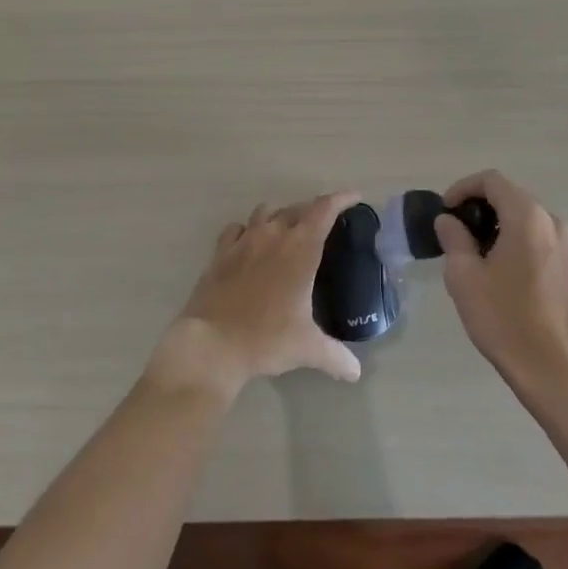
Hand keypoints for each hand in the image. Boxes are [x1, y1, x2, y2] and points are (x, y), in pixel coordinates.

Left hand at [151, 192, 364, 400]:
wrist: (212, 345)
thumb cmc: (266, 339)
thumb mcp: (306, 348)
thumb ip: (335, 356)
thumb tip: (355, 372)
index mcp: (300, 249)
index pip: (324, 210)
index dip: (341, 199)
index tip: (354, 197)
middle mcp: (273, 235)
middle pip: (297, 208)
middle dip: (313, 210)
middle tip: (323, 223)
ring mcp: (244, 240)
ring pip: (266, 211)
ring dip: (280, 215)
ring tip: (287, 230)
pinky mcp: (220, 252)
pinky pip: (237, 228)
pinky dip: (247, 230)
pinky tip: (250, 244)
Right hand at [436, 170, 567, 400]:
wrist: (553, 369)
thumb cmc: (505, 319)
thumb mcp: (465, 276)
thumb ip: (453, 238)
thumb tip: (448, 221)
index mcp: (527, 216)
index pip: (491, 180)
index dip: (462, 188)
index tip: (444, 212)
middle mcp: (550, 220)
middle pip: (508, 195)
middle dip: (477, 206)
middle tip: (452, 231)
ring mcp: (563, 242)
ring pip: (521, 215)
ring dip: (494, 223)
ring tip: (470, 251)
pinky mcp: (566, 263)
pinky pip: (534, 234)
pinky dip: (511, 237)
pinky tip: (495, 266)